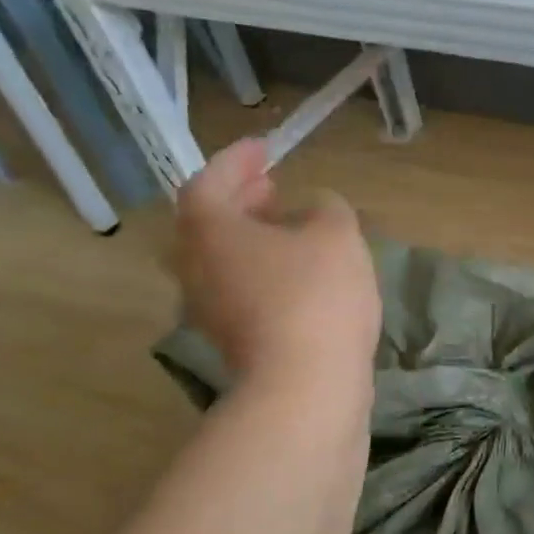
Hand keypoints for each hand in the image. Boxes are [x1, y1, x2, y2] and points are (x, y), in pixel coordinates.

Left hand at [173, 139, 380, 386]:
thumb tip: (315, 207)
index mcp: (210, 230)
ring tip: (290, 228)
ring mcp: (211, 309)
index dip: (238, 160)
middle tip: (272, 185)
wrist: (305, 386)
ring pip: (224, 259)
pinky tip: (299, 275)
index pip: (211, 180)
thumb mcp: (336, 235)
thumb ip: (327, 208)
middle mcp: (197, 267)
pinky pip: (241, 289)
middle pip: (209, 222)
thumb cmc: (316, 296)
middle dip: (241, 199)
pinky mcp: (234, 341)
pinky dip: (263, 270)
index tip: (264, 147)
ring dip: (253, 237)